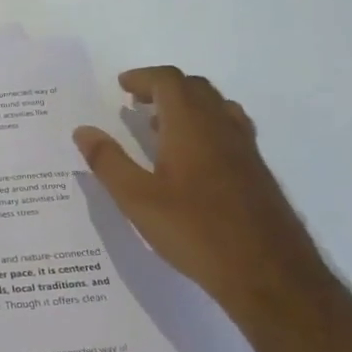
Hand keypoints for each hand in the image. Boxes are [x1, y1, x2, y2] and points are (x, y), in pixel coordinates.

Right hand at [73, 67, 331, 320]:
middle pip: (195, 88)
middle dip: (163, 87)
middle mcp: (222, 128)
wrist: (268, 273)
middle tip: (135, 102)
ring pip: (216, 107)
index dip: (143, 78)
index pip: (169, 82)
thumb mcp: (137, 200)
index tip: (121, 86)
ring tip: (158, 126)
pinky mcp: (256, 172)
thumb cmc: (195, 232)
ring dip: (186, 105)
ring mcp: (244, 149)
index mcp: (191, 127)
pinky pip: (228, 129)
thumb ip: (108, 161)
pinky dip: (204, 126)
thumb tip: (83, 131)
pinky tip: (190, 159)